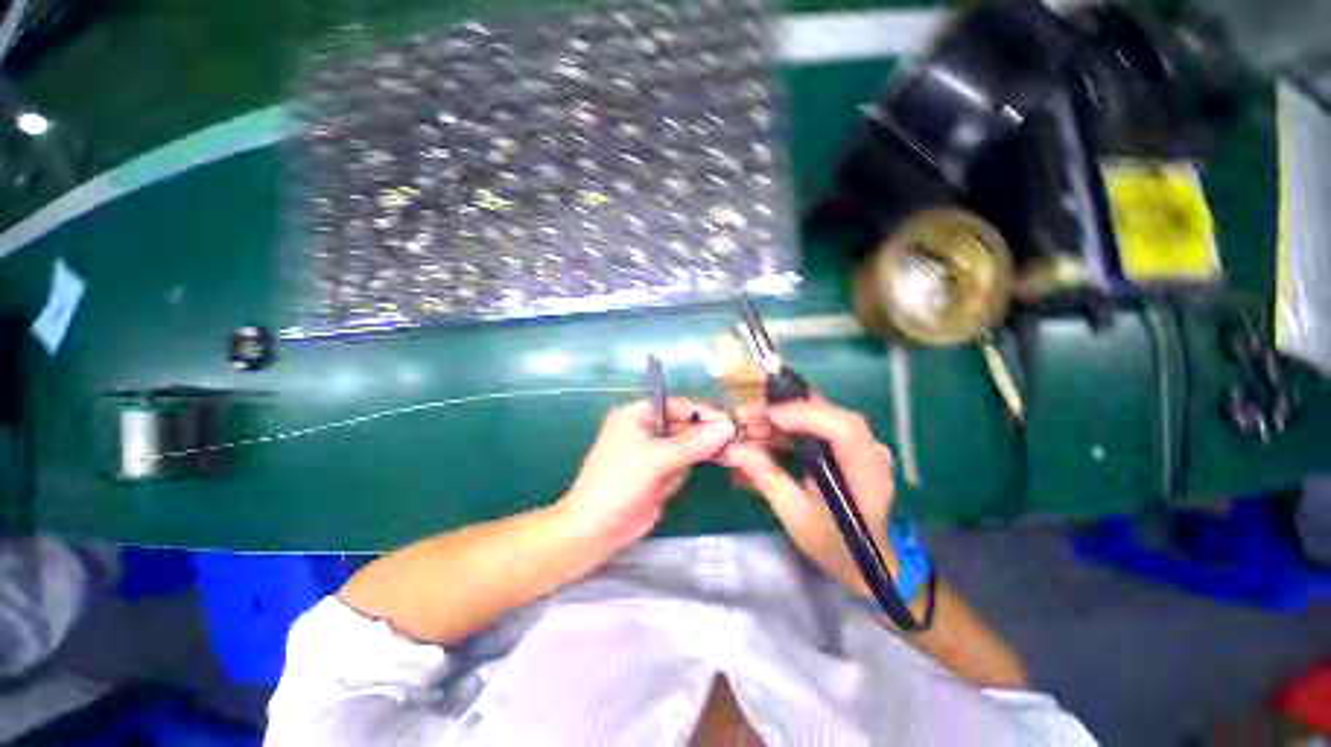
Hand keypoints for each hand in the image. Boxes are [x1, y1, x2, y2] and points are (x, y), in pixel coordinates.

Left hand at [557, 398, 734, 553]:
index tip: (728, 420)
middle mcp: (645, 429)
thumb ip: (692, 443)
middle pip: (683, 425)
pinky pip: (683, 464)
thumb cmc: (618, 483)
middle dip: (703, 433)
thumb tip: (727, 426)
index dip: (701, 411)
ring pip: (686, 445)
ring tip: (720, 454)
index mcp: (636, 415)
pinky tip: (702, 468)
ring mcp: (653, 453)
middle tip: (732, 439)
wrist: (596, 529)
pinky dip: (690, 468)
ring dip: (700, 452)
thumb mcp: (655, 458)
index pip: (675, 405)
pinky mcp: (659, 474)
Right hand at [724, 396, 895, 598]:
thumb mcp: (796, 515)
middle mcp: (868, 448)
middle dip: (782, 410)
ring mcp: (859, 444)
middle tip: (746, 415)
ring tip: (749, 427)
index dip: (805, 414)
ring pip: (818, 414)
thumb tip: (736, 449)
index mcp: (865, 469)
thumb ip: (768, 478)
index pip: (842, 428)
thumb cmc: (834, 543)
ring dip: (781, 417)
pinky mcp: (846, 446)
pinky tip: (765, 434)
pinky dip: (788, 426)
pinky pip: (816, 424)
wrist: (864, 561)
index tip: (768, 414)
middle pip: (826, 412)